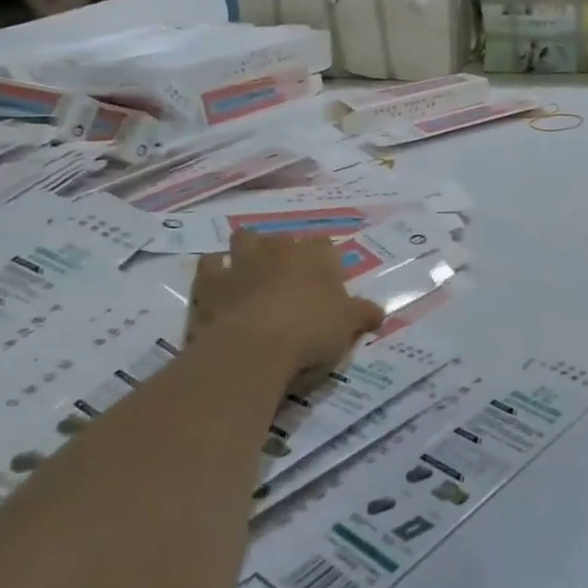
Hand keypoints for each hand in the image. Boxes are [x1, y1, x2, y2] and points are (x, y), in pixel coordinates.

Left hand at [186, 231, 382, 376]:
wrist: (253, 349)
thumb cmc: (311, 332)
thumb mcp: (348, 327)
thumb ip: (363, 315)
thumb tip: (378, 312)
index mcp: (316, 256)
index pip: (325, 246)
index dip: (326, 262)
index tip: (328, 282)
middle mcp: (279, 250)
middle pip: (284, 238)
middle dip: (285, 252)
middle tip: (290, 279)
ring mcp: (241, 262)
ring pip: (244, 240)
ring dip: (248, 251)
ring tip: (253, 272)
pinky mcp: (209, 283)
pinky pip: (209, 265)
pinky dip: (215, 271)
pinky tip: (221, 286)